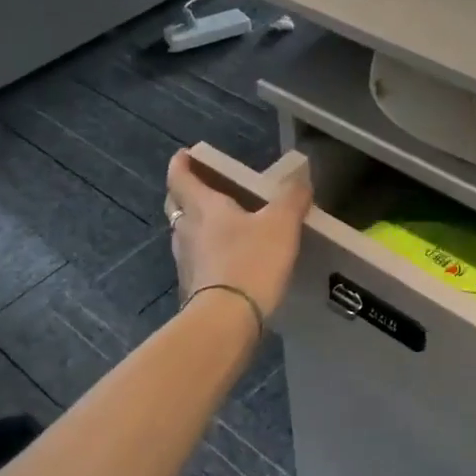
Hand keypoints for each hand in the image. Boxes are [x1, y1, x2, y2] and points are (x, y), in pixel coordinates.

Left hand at [165, 151, 311, 322]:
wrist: (226, 321)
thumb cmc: (251, 261)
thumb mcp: (281, 224)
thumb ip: (292, 198)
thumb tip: (300, 179)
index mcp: (203, 207)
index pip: (180, 177)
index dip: (181, 164)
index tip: (184, 154)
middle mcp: (185, 230)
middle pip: (176, 204)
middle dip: (184, 193)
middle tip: (202, 188)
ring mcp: (184, 261)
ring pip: (183, 234)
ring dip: (195, 225)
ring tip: (218, 224)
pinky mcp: (191, 288)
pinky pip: (194, 261)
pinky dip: (204, 254)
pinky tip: (224, 260)